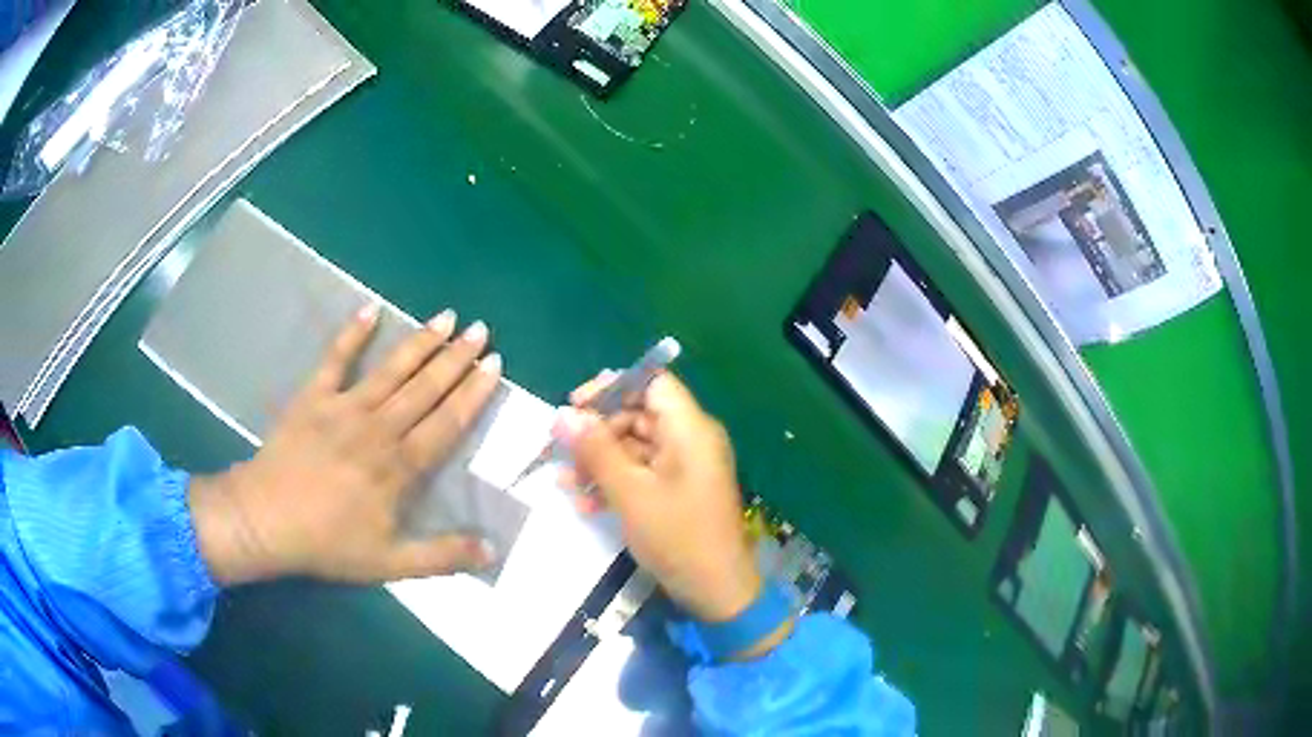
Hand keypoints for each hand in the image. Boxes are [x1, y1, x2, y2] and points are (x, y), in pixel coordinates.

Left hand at [189, 305, 501, 584]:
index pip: (446, 423)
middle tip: (481, 330)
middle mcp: (378, 428)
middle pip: (424, 388)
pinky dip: (353, 333)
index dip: (472, 394)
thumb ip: (442, 556)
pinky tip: (371, 309)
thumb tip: (493, 549)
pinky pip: (335, 359)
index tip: (494, 365)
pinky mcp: (313, 397)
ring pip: (391, 370)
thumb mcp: (390, 564)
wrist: (266, 521)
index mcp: (399, 467)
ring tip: (446, 317)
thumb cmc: (328, 543)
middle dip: (455, 358)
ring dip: (420, 342)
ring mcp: (344, 407)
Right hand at [555, 372, 761, 623]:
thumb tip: (562, 414)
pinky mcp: (678, 490)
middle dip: (597, 431)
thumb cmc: (677, 536)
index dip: (611, 387)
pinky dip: (614, 481)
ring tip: (565, 482)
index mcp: (689, 428)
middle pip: (638, 414)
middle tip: (561, 450)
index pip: (651, 383)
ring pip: (634, 446)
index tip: (574, 405)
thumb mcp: (630, 493)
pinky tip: (583, 502)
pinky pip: (642, 472)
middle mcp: (690, 439)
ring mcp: (685, 466)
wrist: (717, 591)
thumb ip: (596, 450)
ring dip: (599, 460)